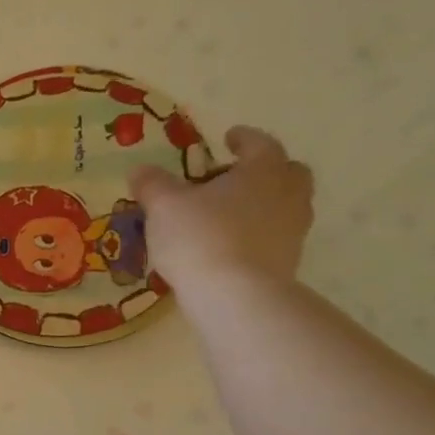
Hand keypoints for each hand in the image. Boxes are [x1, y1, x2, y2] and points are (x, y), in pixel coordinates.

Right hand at [128, 126, 314, 296]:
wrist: (235, 296)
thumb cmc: (200, 237)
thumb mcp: (163, 205)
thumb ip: (152, 184)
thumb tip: (140, 170)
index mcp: (263, 170)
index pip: (260, 143)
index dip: (243, 139)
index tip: (229, 138)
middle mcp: (287, 194)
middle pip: (287, 173)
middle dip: (264, 170)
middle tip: (234, 178)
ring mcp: (293, 230)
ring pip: (284, 206)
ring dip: (262, 204)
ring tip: (227, 215)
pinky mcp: (288, 262)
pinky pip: (275, 237)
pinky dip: (257, 234)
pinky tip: (229, 245)